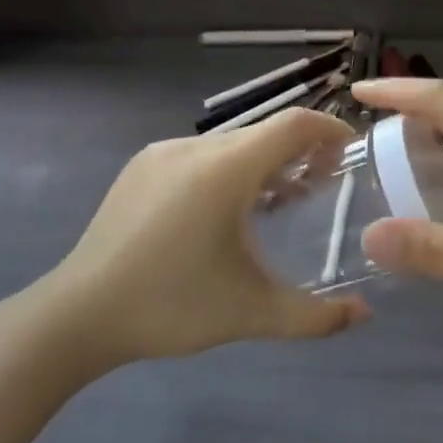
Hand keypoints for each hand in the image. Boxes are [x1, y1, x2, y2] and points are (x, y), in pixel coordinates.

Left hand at [46, 109, 369, 366]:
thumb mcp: (251, 313)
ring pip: (228, 145)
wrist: (80, 313)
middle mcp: (194, 148)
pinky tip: (221, 212)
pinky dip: (225, 170)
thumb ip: (314, 316)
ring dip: (260, 163)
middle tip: (319, 189)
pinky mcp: (139, 167)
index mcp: (225, 170)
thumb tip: (363, 316)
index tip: (349, 153)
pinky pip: (197, 155)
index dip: (329, 130)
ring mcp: (161, 153)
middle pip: (262, 134)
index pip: (292, 125)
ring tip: (274, 203)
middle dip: (298, 153)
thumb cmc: (171, 306)